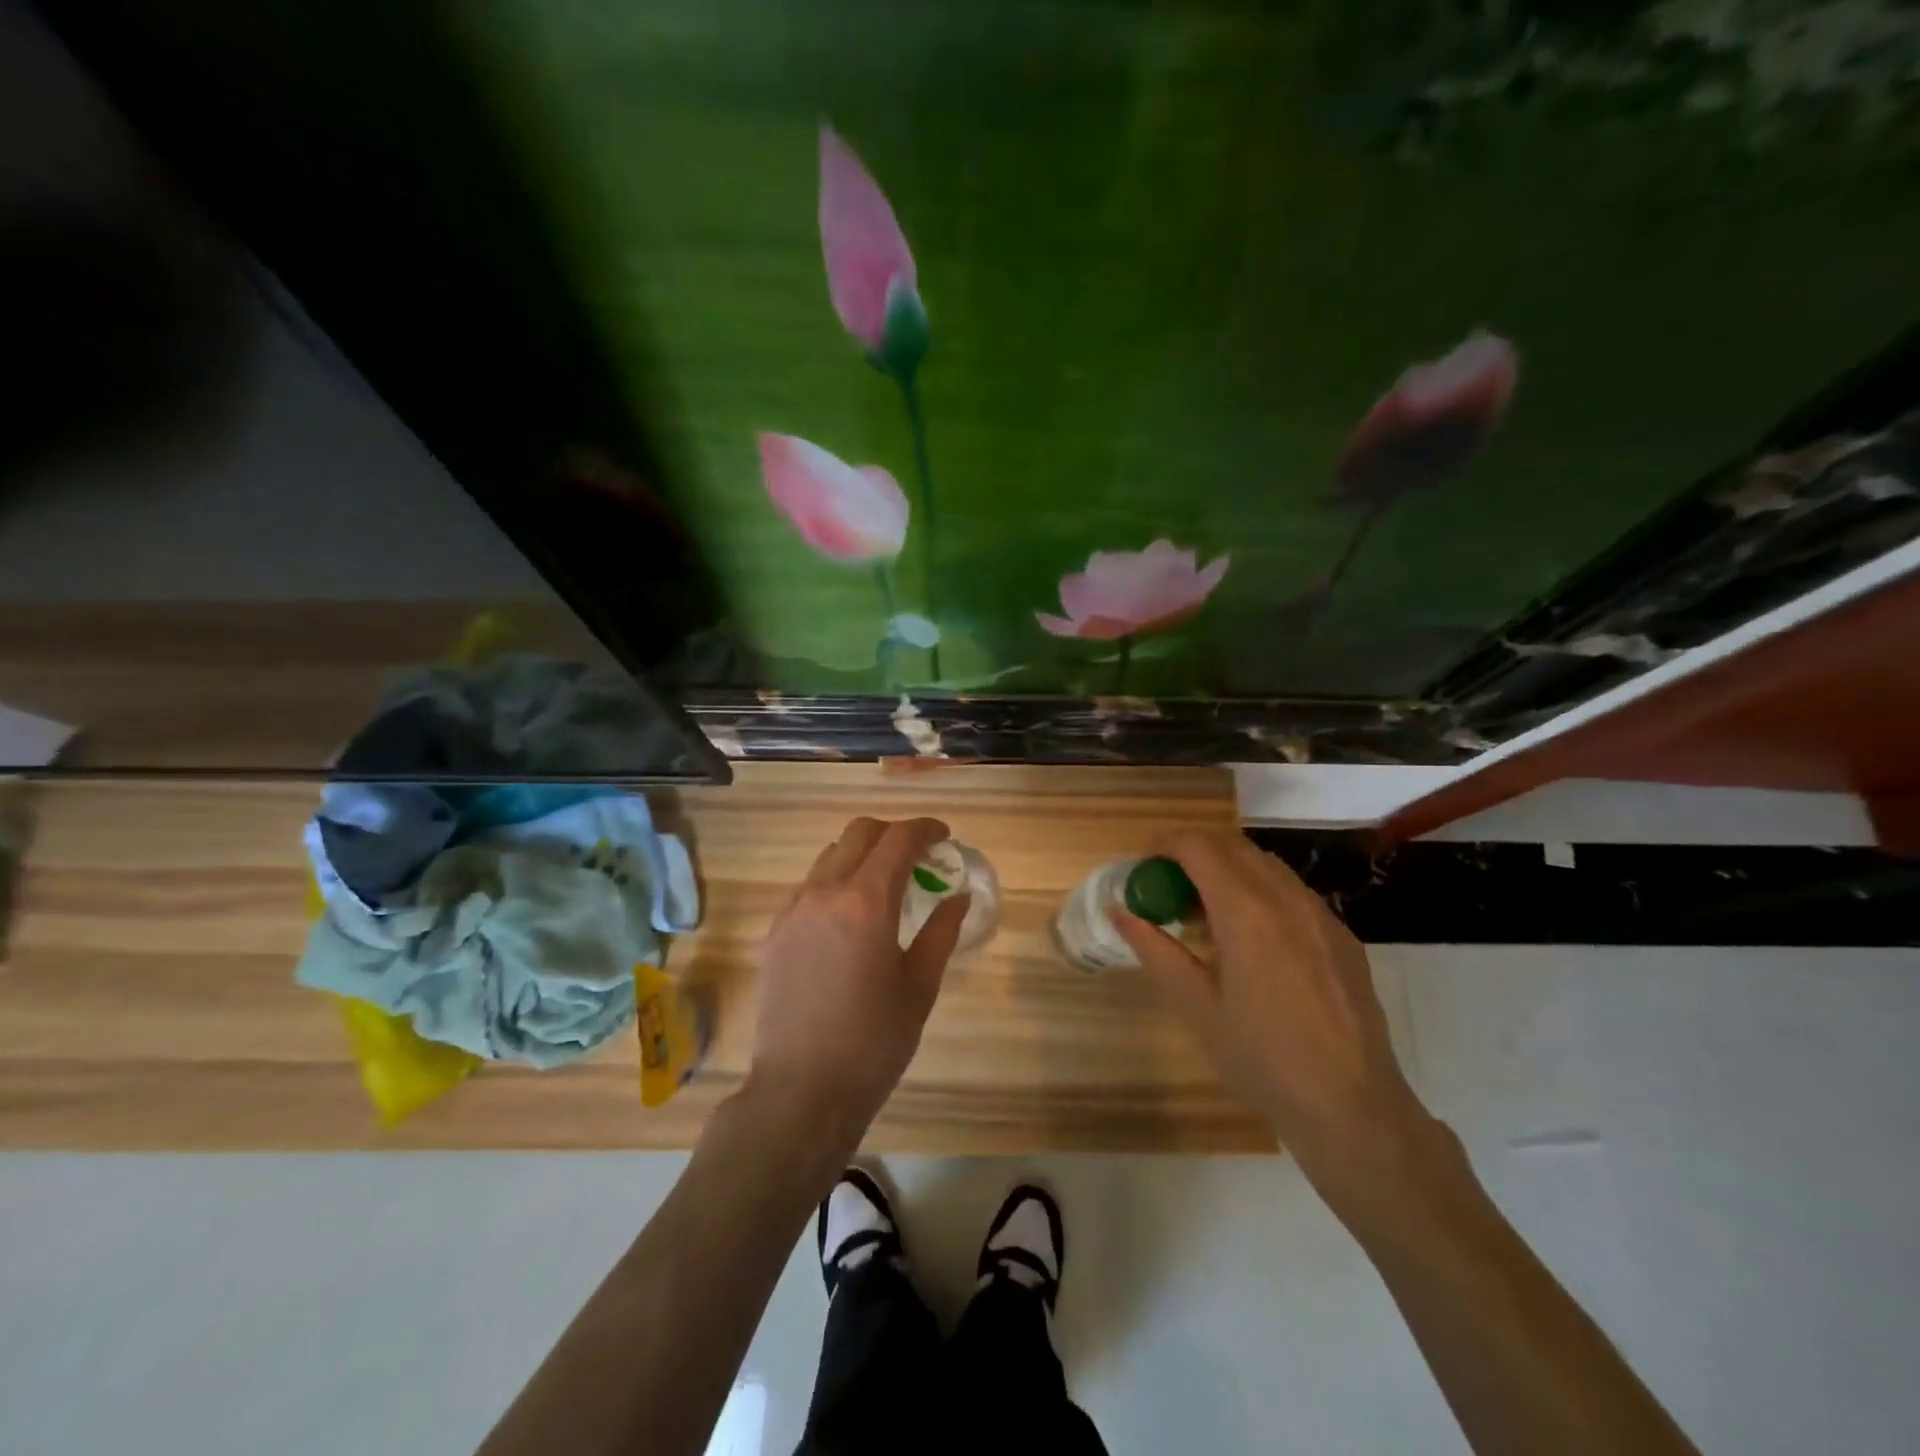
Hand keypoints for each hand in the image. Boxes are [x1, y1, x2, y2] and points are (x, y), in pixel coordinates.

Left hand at [746, 816, 968, 1150]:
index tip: (945, 838)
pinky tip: (851, 916)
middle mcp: (825, 892)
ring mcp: (794, 909)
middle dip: (893, 833)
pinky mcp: (776, 930)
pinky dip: (836, 880)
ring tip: (885, 885)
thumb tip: (958, 896)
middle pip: (860, 833)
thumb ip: (941, 931)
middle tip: (918, 857)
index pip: (899, 839)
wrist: (801, 1090)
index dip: (926, 829)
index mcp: (867, 902)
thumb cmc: (874, 1041)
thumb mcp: (920, 986)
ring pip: (830, 855)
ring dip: (862, 854)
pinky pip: (810, 884)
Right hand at [1116, 830, 1425, 1172]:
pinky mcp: (1341, 935)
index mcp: (1246, 911)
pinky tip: (1251, 939)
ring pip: (1265, 864)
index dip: (1166, 844)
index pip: (1199, 846)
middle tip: (1168, 887)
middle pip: (1232, 845)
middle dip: (1194, 852)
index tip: (1144, 864)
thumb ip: (1154, 949)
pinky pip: (1291, 891)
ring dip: (1227, 869)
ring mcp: (1320, 914)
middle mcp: (1286, 898)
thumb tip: (1120, 911)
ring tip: (1206, 914)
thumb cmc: (1260, 1058)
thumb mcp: (1195, 1005)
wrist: (1351, 1106)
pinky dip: (1259, 891)